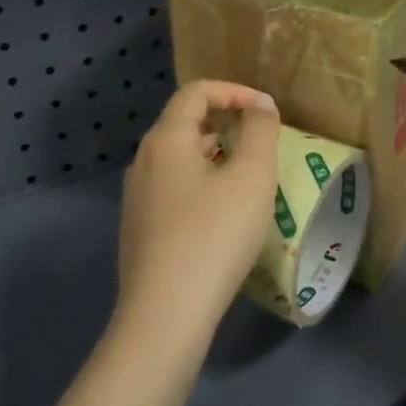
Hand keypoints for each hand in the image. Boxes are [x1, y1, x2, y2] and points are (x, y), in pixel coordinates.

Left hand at [115, 80, 281, 359]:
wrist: (165, 315)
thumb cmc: (214, 236)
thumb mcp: (252, 177)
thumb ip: (260, 132)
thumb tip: (259, 106)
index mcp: (166, 140)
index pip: (196, 92)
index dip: (234, 91)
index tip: (267, 110)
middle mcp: (144, 161)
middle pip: (185, 122)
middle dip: (227, 121)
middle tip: (262, 139)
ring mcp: (137, 198)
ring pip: (180, 158)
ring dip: (217, 153)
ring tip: (249, 175)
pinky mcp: (140, 229)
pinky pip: (175, 187)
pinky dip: (203, 182)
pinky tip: (225, 213)